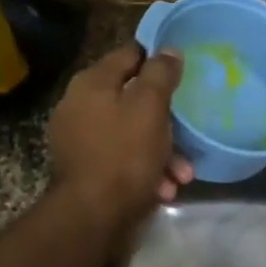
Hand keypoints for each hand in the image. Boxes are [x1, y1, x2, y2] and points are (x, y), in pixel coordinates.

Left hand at [47, 43, 193, 225]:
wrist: (90, 217)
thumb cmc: (124, 153)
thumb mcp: (150, 107)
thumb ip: (160, 74)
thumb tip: (168, 49)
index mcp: (92, 82)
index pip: (130, 54)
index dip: (158, 60)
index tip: (183, 73)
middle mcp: (80, 104)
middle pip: (132, 97)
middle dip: (164, 117)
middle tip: (187, 131)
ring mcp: (79, 138)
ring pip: (130, 132)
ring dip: (160, 149)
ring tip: (182, 174)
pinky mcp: (84, 168)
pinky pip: (120, 157)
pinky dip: (143, 168)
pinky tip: (163, 189)